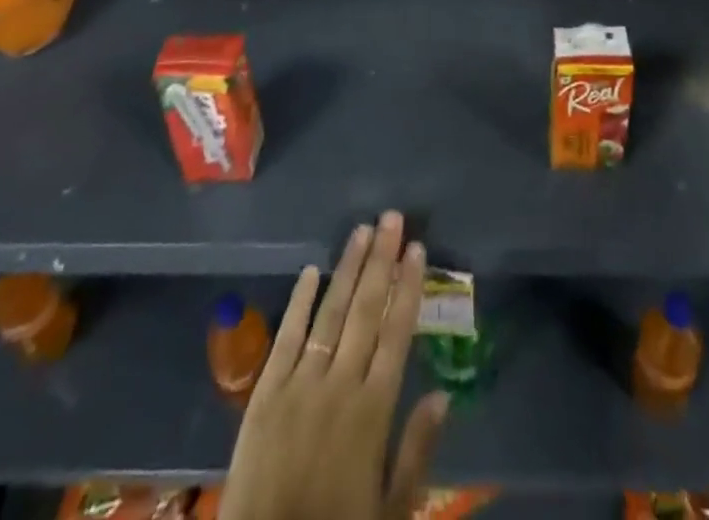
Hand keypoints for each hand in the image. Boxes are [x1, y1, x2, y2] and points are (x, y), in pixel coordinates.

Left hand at [221, 212, 447, 519]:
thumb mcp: (391, 509)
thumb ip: (417, 451)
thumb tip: (443, 394)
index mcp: (373, 411)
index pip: (397, 334)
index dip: (408, 287)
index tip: (417, 249)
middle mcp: (340, 385)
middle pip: (366, 310)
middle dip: (381, 260)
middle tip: (392, 218)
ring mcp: (300, 384)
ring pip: (330, 312)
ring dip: (348, 268)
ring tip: (361, 230)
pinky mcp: (265, 392)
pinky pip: (285, 337)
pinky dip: (299, 302)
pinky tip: (311, 270)